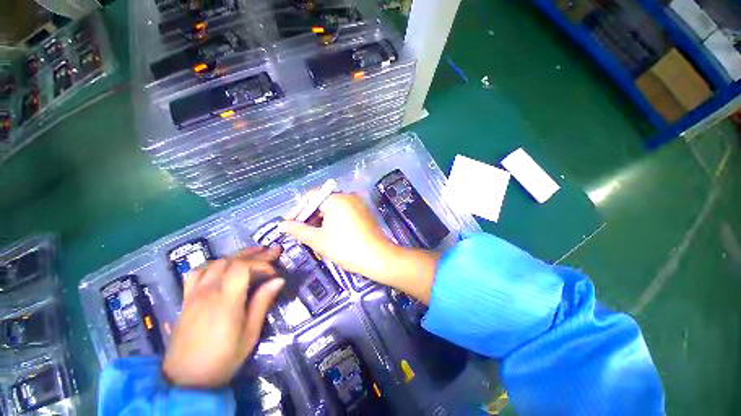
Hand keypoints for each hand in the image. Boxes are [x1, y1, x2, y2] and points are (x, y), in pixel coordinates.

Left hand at [163, 247, 284, 387]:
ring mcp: (195, 293)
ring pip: (216, 263)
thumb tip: (278, 281)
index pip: (243, 267)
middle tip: (273, 251)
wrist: (186, 380)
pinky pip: (198, 272)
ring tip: (253, 254)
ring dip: (237, 256)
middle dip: (255, 254)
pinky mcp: (187, 299)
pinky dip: (214, 264)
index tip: (274, 273)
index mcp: (225, 300)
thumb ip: (262, 303)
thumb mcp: (250, 334)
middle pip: (231, 260)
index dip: (261, 263)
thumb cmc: (224, 358)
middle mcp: (208, 291)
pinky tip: (223, 266)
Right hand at [283, 192, 439, 302]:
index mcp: (336, 199)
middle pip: (323, 201)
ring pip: (334, 207)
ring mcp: (358, 203)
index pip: (311, 197)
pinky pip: (344, 210)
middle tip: (300, 230)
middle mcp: (348, 195)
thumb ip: (298, 230)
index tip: (288, 223)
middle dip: (310, 215)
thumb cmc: (346, 248)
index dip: (297, 210)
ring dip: (321, 218)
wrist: (378, 258)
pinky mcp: (364, 211)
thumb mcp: (319, 240)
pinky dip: (334, 219)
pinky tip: (329, 231)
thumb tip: (282, 225)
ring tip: (313, 233)